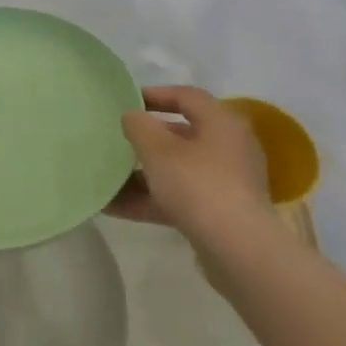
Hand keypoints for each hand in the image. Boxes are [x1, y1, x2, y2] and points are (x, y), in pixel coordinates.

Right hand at [111, 86, 275, 247]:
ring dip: (143, 174)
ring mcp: (227, 182)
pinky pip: (181, 197)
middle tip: (117, 139)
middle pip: (182, 135)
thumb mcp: (157, 149)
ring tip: (108, 178)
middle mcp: (230, 148)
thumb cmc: (197, 184)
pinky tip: (115, 206)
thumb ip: (139, 126)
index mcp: (221, 123)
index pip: (187, 96)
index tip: (126, 101)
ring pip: (178, 169)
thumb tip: (133, 117)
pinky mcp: (221, 213)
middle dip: (146, 139)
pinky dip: (152, 198)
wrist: (238, 250)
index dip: (155, 94)